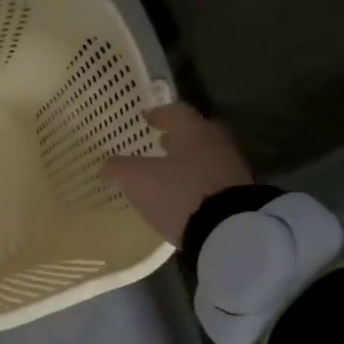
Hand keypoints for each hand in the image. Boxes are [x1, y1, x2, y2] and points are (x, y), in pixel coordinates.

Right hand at [100, 103, 256, 245]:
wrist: (229, 231)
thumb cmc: (179, 193)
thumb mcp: (138, 180)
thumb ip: (120, 168)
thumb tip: (105, 165)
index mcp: (194, 132)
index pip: (177, 112)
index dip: (160, 114)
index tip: (147, 118)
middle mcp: (217, 145)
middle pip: (196, 134)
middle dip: (177, 138)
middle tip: (161, 143)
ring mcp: (232, 171)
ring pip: (206, 158)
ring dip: (188, 162)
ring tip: (169, 173)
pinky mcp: (239, 197)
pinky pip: (213, 182)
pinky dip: (197, 183)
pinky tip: (184, 196)